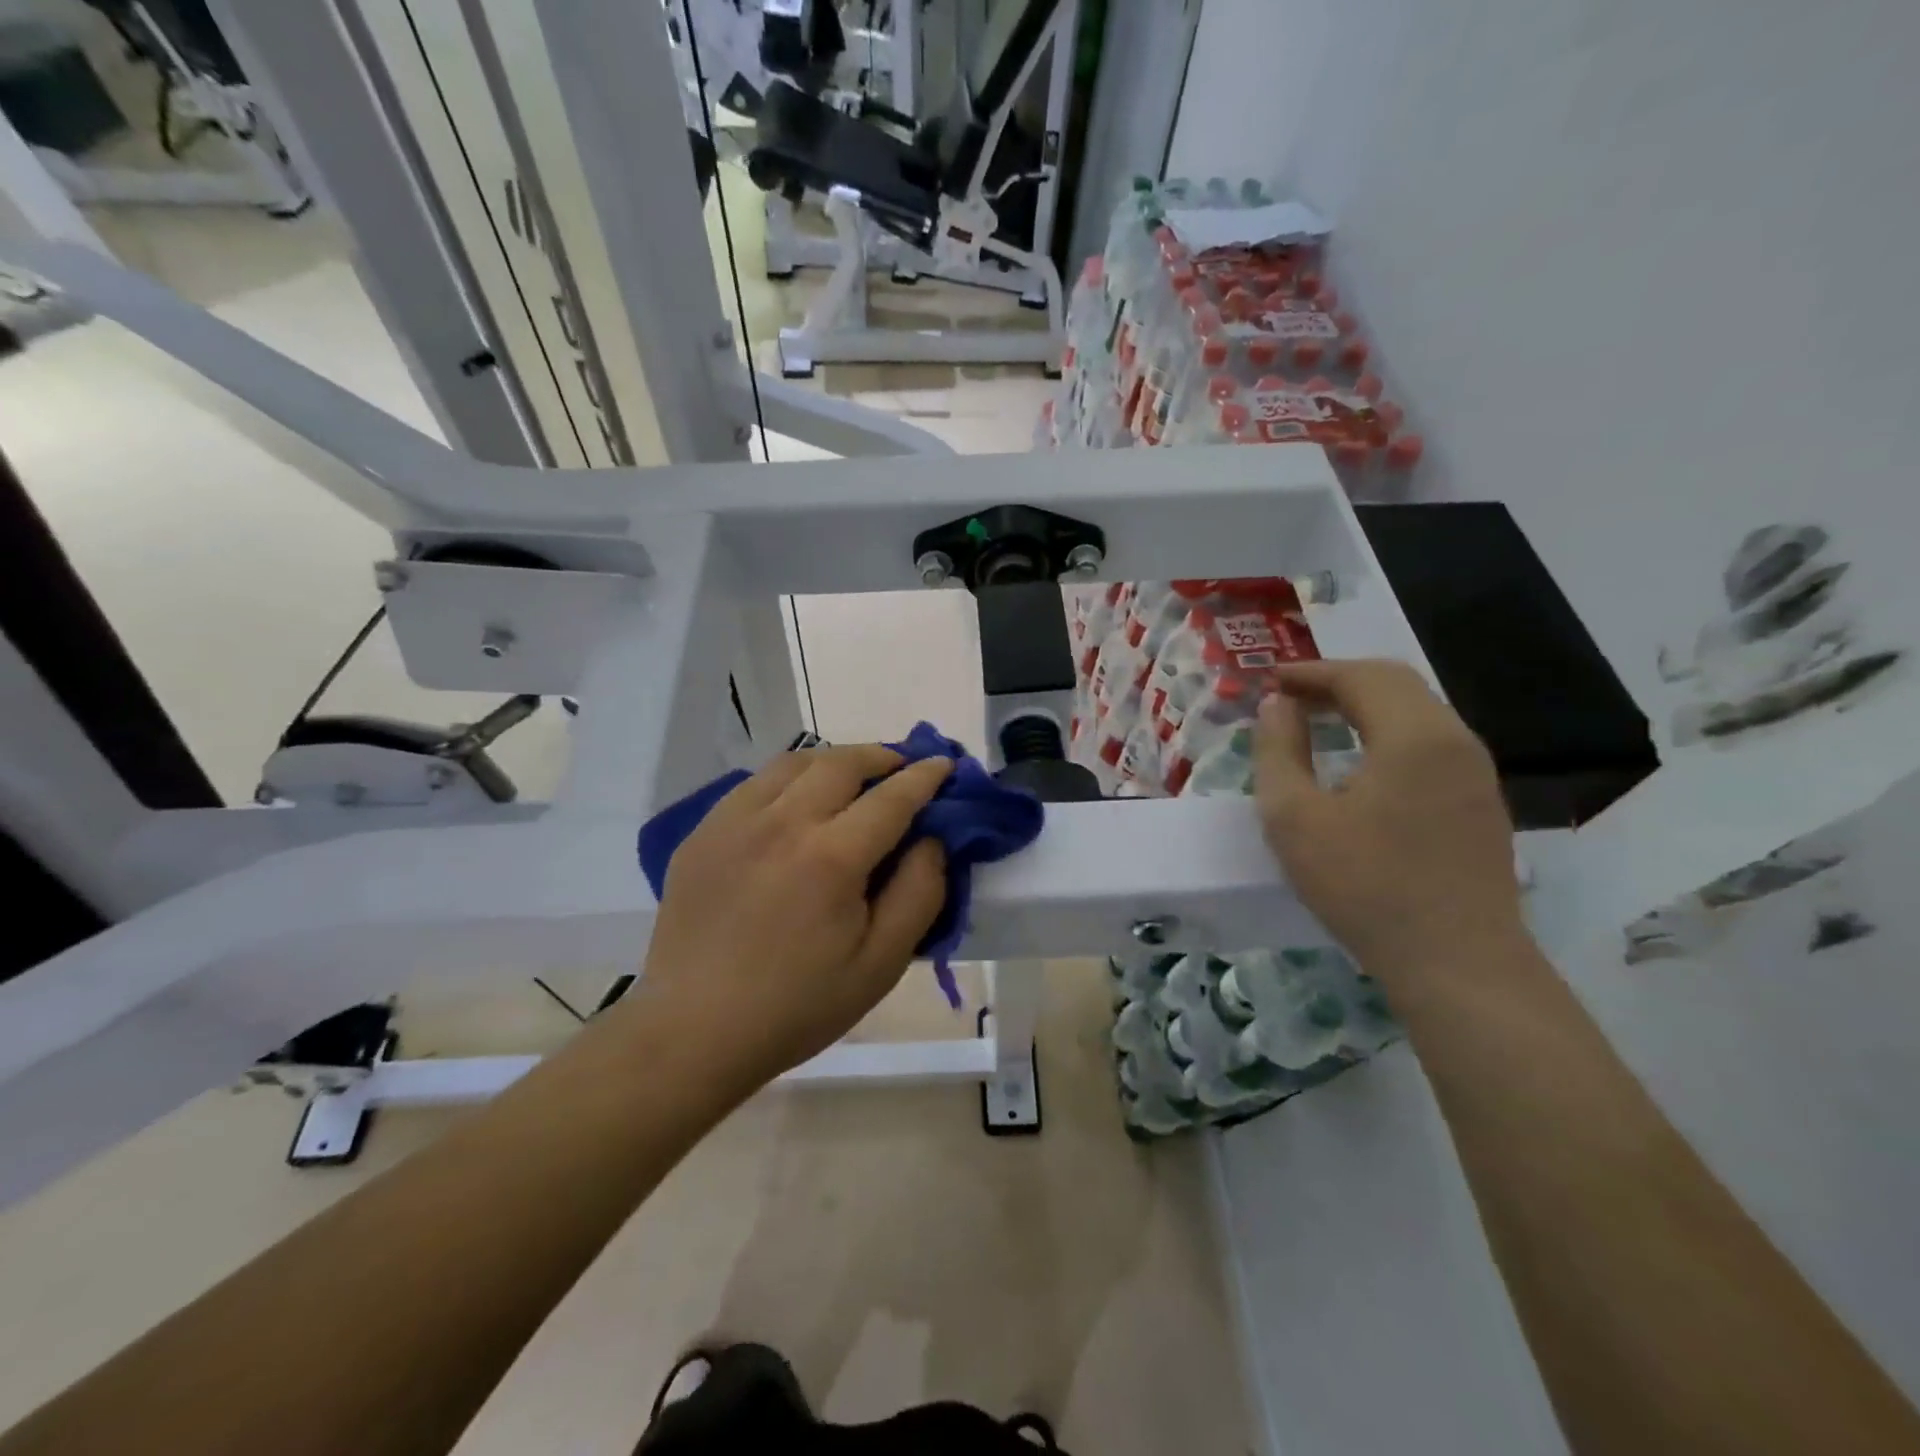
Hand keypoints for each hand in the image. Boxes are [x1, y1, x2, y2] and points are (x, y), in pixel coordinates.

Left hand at [637, 745, 952, 1085]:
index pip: (891, 797)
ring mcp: (734, 822)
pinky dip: (790, 779)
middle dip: (881, 756)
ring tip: (854, 777)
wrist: (694, 1030)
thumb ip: (919, 893)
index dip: (924, 777)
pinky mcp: (703, 832)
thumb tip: (931, 839)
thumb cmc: (798, 1006)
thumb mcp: (881, 964)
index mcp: (831, 857)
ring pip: (794, 763)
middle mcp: (782, 823)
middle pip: (841, 764)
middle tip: (901, 767)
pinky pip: (755, 784)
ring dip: (835, 761)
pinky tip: (798, 803)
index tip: (943, 765)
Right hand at [1253, 660, 1523, 984]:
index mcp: (1414, 736)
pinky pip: (1431, 743)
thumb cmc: (1365, 887)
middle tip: (1290, 697)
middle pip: (1395, 684)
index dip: (1309, 672)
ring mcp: (1477, 773)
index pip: (1360, 676)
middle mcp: (1455, 740)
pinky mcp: (1481, 803)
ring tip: (1318, 723)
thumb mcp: (1295, 818)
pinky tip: (1361, 764)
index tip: (1268, 682)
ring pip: (1418, 712)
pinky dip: (1388, 733)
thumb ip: (1278, 751)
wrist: (1457, 964)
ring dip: (1365, 706)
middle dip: (1338, 681)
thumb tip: (1277, 706)